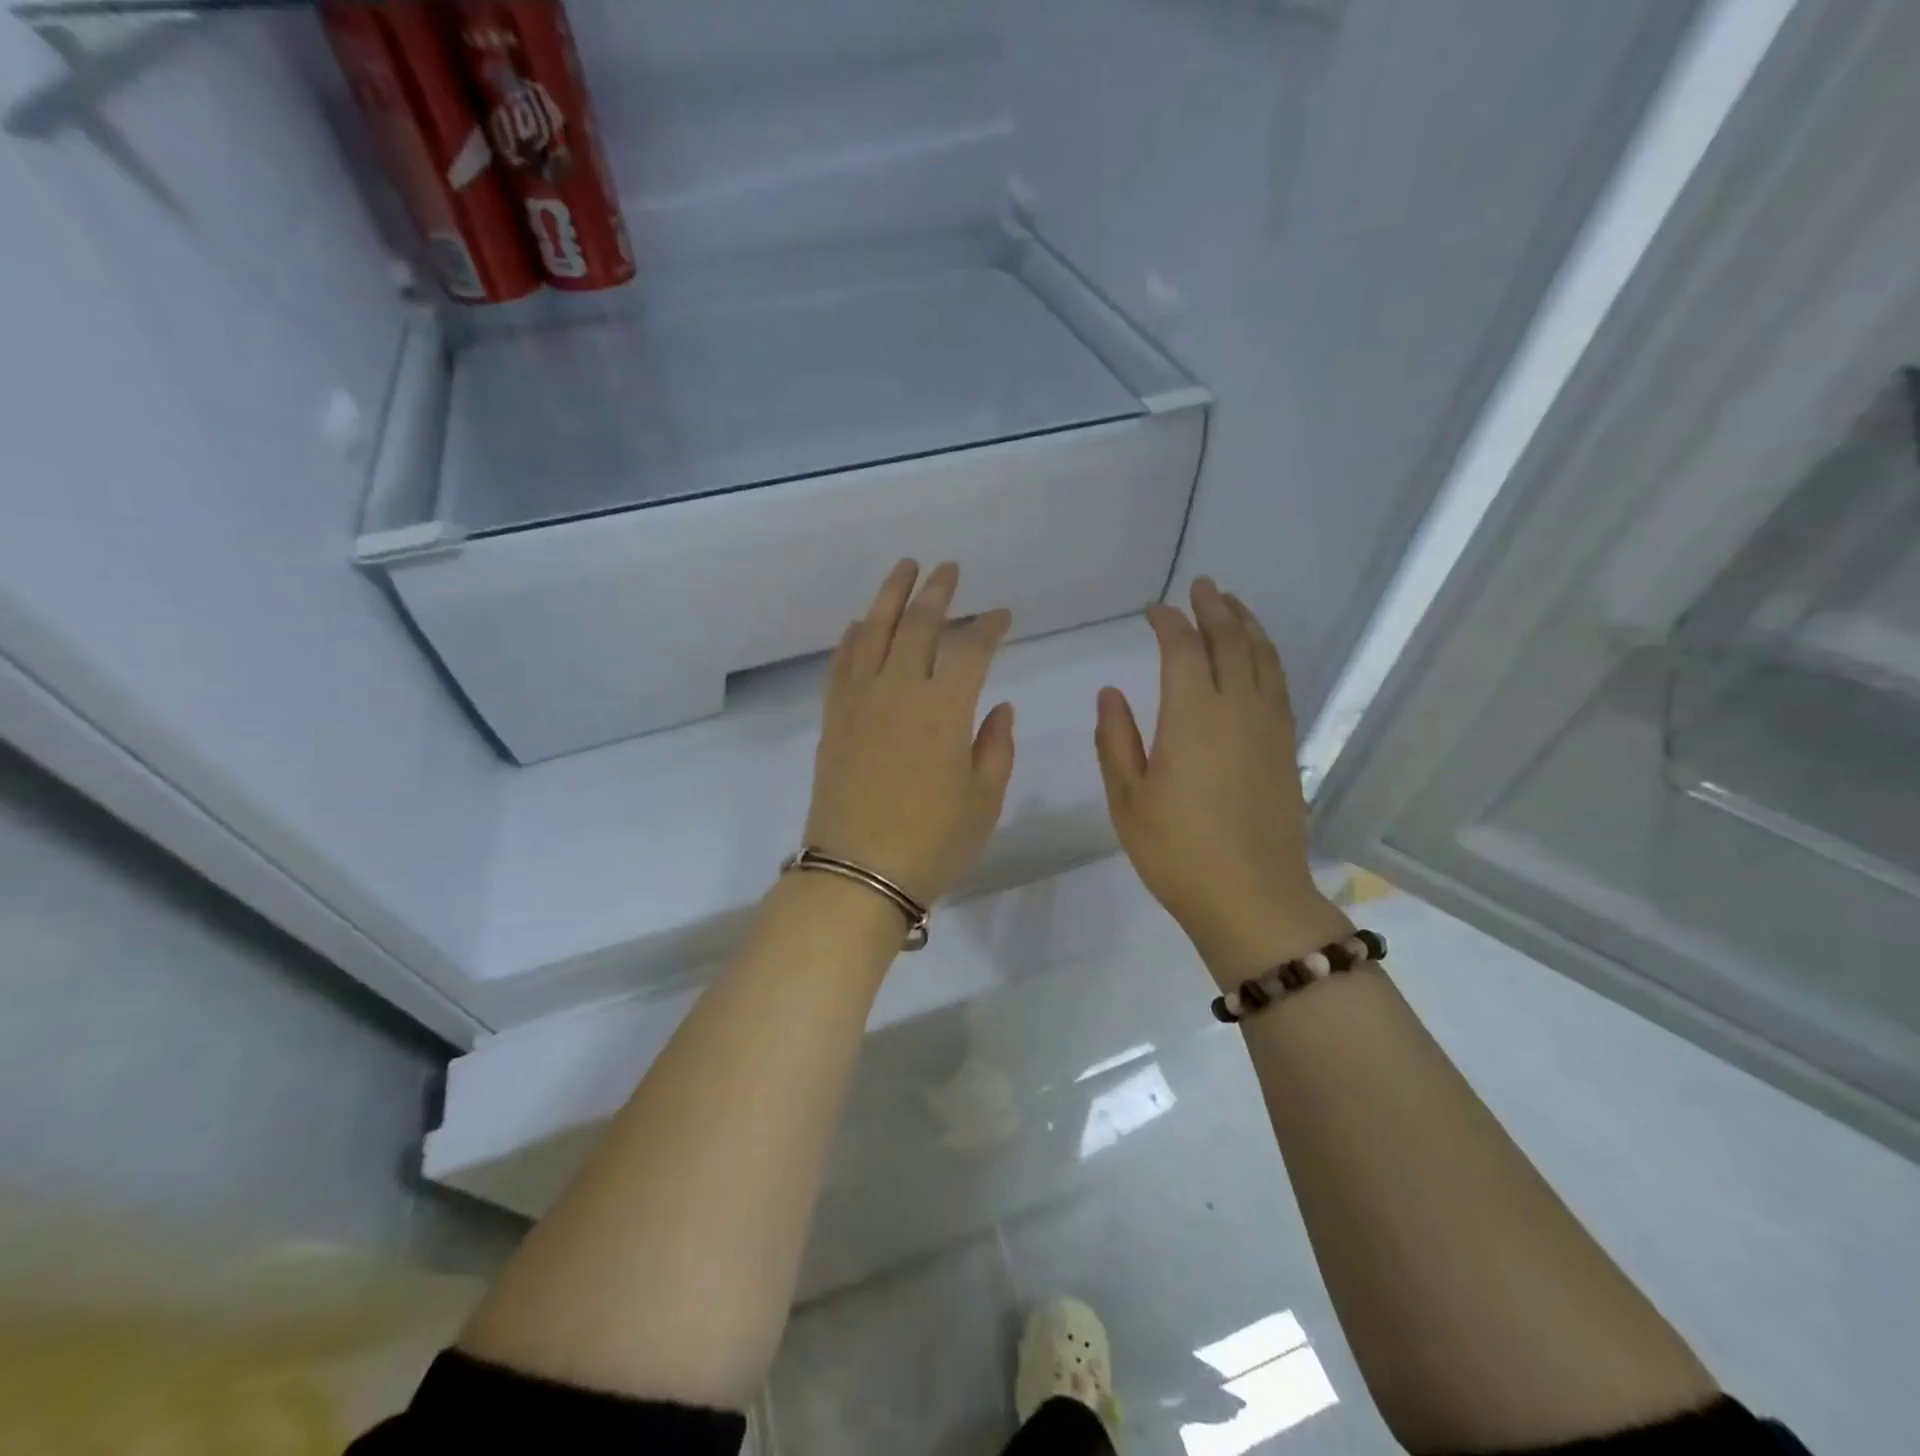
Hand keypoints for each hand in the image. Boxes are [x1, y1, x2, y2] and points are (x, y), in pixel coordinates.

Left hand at [804, 560, 1015, 906]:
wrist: (857, 873)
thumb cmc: (932, 842)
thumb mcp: (984, 800)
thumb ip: (996, 747)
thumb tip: (999, 707)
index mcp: (946, 709)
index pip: (972, 649)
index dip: (990, 626)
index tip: (1002, 616)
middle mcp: (900, 690)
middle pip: (919, 625)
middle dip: (938, 592)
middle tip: (949, 570)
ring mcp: (860, 701)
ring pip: (873, 632)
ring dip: (891, 596)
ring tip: (904, 569)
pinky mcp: (833, 717)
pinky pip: (841, 663)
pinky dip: (852, 637)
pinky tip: (860, 624)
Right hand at [1095, 577, 1350, 985]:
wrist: (1252, 898)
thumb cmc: (1177, 852)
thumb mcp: (1127, 800)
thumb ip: (1116, 740)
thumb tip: (1111, 693)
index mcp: (1192, 716)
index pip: (1182, 648)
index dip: (1168, 622)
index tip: (1153, 611)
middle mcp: (1236, 709)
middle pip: (1230, 641)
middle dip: (1214, 608)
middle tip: (1202, 585)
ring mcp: (1269, 726)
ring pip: (1263, 658)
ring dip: (1247, 625)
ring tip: (1234, 605)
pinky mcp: (1286, 747)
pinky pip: (1278, 684)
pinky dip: (1267, 658)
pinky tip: (1259, 658)